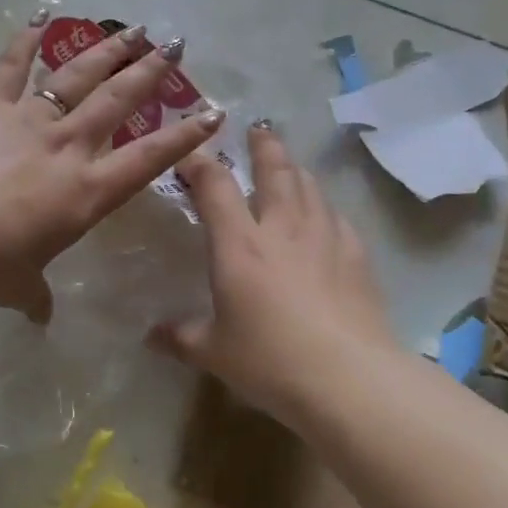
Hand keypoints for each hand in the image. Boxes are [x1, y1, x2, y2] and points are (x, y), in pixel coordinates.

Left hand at [0, 14, 225, 320]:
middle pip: (118, 101)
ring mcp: (28, 119)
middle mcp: (66, 146)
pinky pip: (10, 66)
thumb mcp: (16, 287)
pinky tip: (40, 16)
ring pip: (77, 75)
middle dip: (150, 72)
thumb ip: (34, 296)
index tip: (213, 113)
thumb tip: (40, 317)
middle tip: (175, 45)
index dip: (183, 138)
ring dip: (107, 50)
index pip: (147, 160)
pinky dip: (25, 40)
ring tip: (132, 28)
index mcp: (85, 192)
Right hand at [148, 124, 397, 419]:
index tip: (191, 155)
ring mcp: (324, 237)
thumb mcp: (214, 353)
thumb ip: (180, 337)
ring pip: (309, 186)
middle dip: (263, 146)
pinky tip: (325, 215)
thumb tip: (151, 336)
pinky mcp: (356, 255)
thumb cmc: (270, 360)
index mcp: (239, 244)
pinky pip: (336, 216)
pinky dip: (324, 206)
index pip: (215, 186)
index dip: (200, 164)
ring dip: (295, 169)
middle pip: (274, 170)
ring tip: (289, 165)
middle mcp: (281, 228)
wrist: (347, 377)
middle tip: (259, 129)